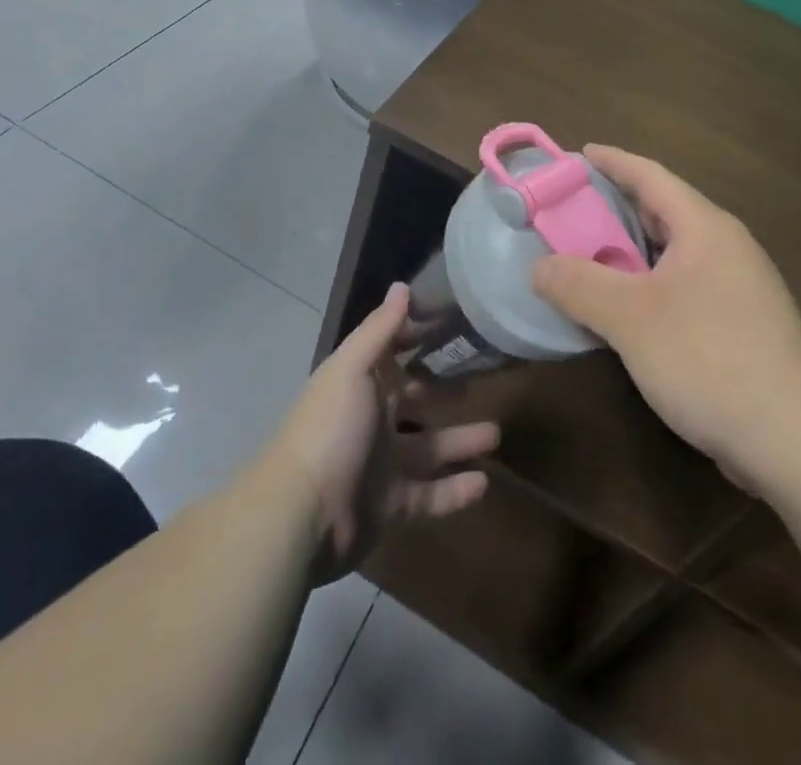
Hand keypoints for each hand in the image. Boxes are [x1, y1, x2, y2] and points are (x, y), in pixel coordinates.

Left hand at [266, 283, 498, 580]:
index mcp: (360, 382)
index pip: (392, 349)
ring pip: (429, 447)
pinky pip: (430, 495)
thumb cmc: (331, 428)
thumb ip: (379, 329)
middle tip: (483, 378)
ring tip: (496, 434)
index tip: (455, 321)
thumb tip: (401, 285)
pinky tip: (483, 484)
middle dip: (445, 389)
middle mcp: (371, 418)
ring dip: (460, 440)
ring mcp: (381, 463)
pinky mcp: (391, 505)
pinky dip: (454, 491)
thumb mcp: (352, 368)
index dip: (418, 333)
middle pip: (415, 398)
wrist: (304, 515)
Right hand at [533, 146, 800, 484]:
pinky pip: (682, 288)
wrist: (798, 441)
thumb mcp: (631, 319)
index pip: (650, 176)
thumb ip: (579, 285)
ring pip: (672, 254)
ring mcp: (737, 288)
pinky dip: (646, 286)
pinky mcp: (740, 326)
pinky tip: (622, 311)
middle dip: (614, 208)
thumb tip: (538, 267)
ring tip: (585, 258)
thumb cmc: (710, 359)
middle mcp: (724, 248)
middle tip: (568, 211)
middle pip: (661, 212)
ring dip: (629, 253)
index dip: (612, 162)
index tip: (576, 155)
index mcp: (704, 228)